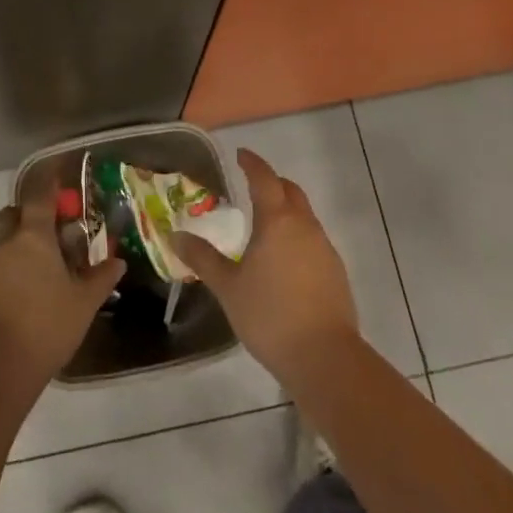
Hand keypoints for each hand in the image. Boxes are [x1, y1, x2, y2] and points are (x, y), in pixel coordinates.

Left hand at [0, 190, 124, 383]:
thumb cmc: (47, 324)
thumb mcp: (84, 302)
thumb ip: (101, 278)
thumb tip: (117, 262)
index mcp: (33, 237)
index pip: (40, 197)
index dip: (49, 185)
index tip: (58, 177)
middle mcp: (6, 245)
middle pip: (12, 215)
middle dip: (27, 216)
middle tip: (51, 232)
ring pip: (3, 244)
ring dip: (20, 248)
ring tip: (45, 271)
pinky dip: (11, 273)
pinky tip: (28, 296)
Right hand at [171, 148, 359, 378]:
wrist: (324, 358)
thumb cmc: (270, 315)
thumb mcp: (228, 287)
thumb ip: (203, 258)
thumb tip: (176, 236)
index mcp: (277, 221)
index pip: (264, 178)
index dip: (252, 163)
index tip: (241, 154)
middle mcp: (304, 226)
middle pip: (290, 191)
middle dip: (272, 183)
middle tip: (252, 186)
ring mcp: (324, 248)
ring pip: (304, 216)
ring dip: (286, 210)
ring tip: (264, 226)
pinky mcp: (335, 272)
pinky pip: (313, 240)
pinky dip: (297, 236)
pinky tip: (283, 260)